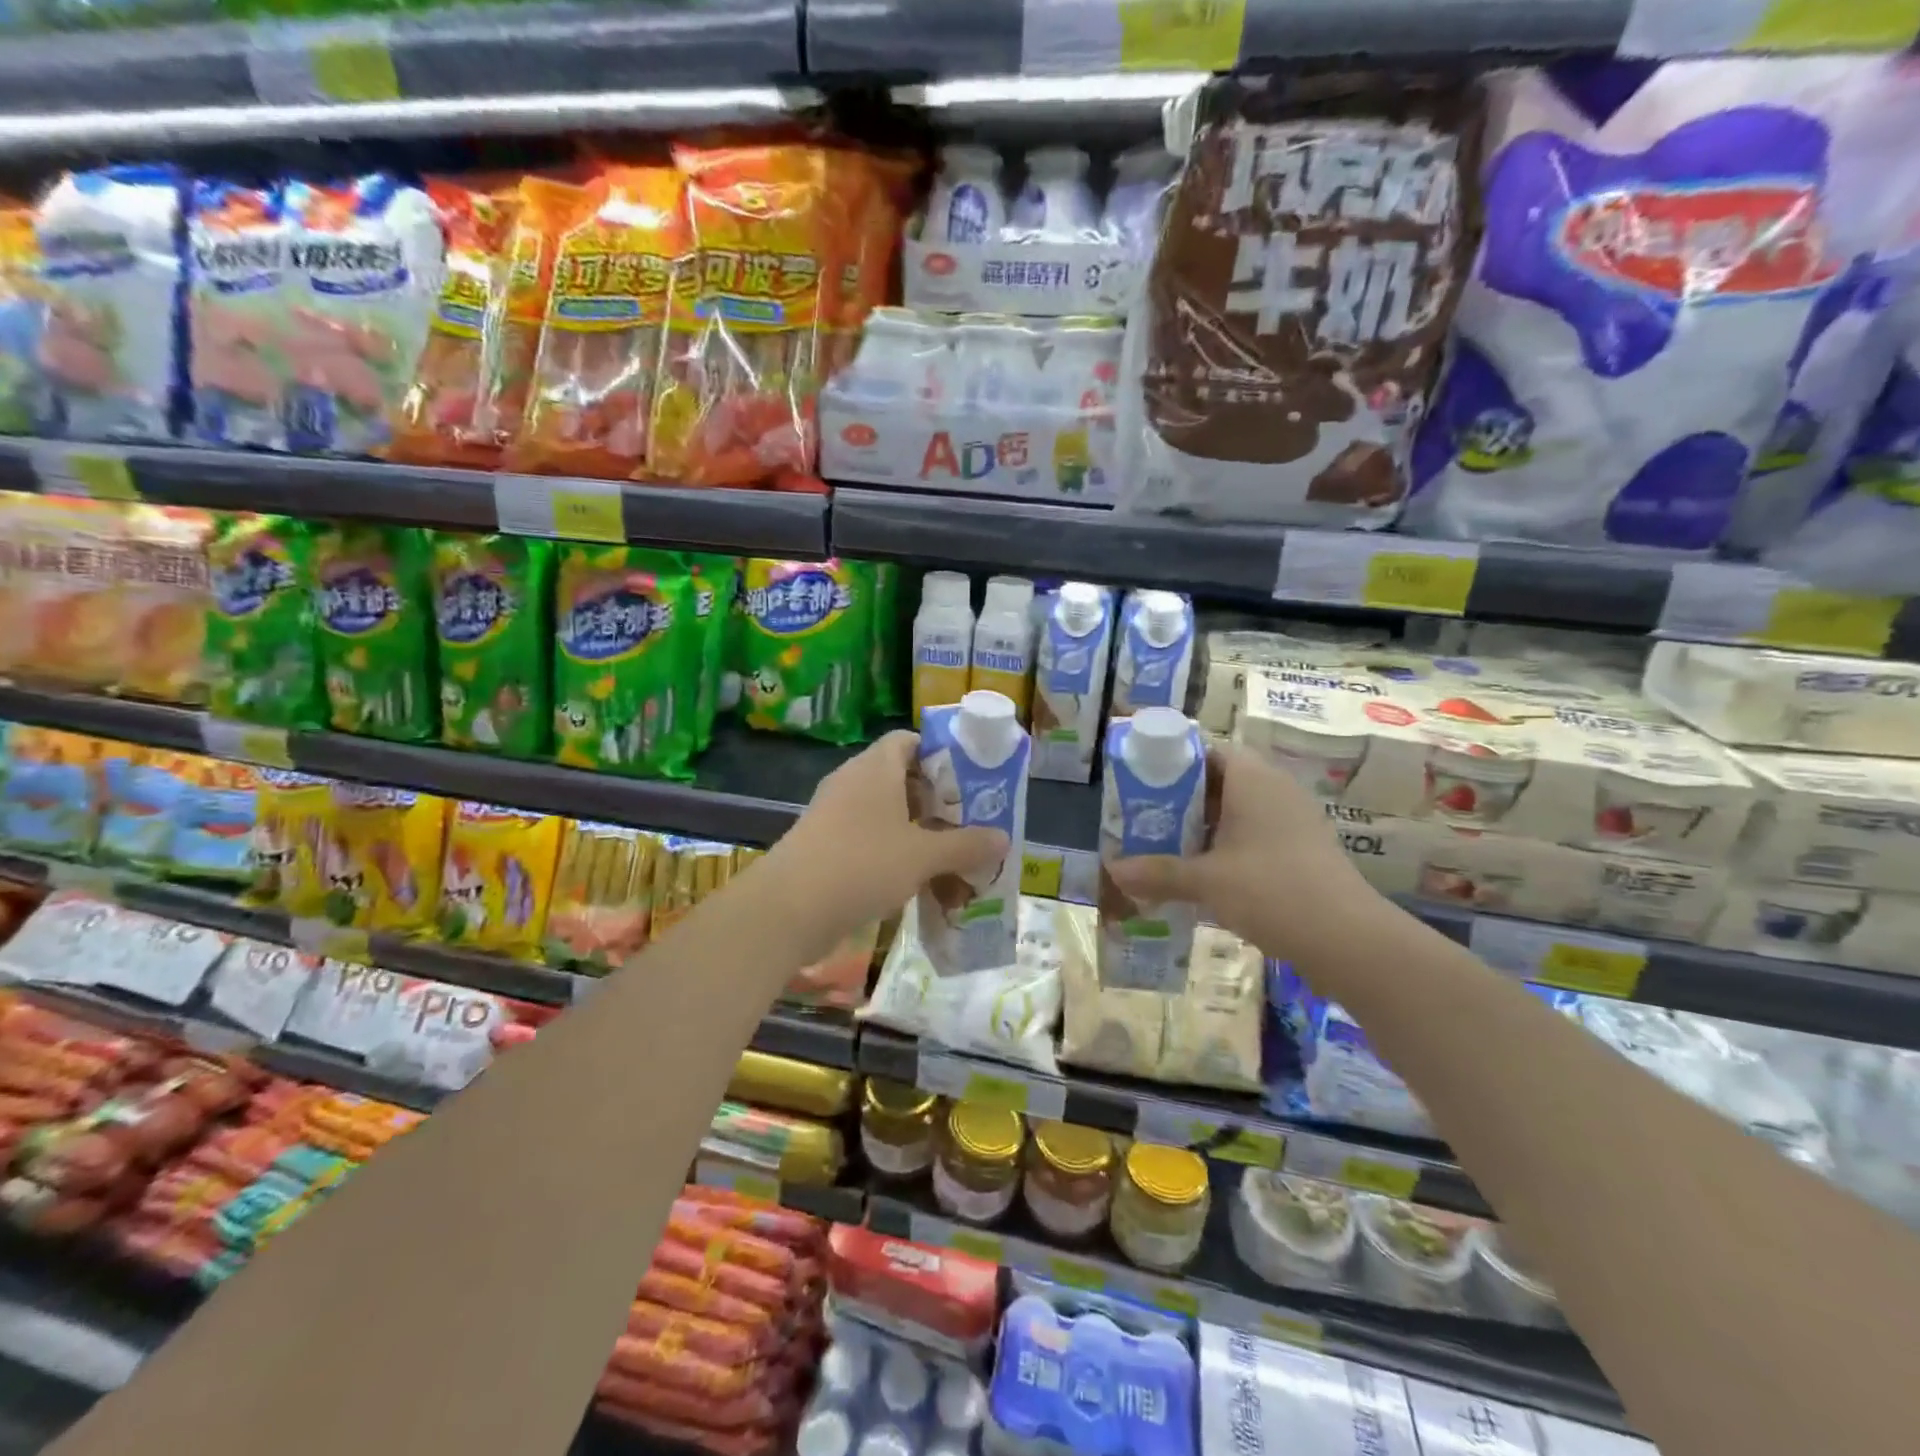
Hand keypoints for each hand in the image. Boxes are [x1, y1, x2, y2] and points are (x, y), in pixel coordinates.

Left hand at [760, 730, 1008, 963]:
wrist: (788, 909)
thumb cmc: (862, 865)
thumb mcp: (923, 856)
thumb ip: (965, 845)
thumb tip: (1003, 838)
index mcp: (875, 768)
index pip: (908, 740)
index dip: (940, 755)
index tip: (968, 781)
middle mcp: (852, 781)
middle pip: (900, 777)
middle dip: (934, 799)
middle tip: (966, 821)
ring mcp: (833, 813)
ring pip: (884, 811)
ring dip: (915, 829)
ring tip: (948, 853)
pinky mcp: (823, 843)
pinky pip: (866, 836)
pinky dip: (892, 851)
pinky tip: (914, 878)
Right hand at [1107, 743, 1369, 959]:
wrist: (1347, 939)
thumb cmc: (1270, 891)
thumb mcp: (1205, 881)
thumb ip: (1158, 872)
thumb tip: (1113, 870)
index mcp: (1252, 779)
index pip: (1207, 751)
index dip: (1173, 763)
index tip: (1143, 784)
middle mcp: (1275, 789)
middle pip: (1220, 781)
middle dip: (1182, 799)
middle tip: (1147, 818)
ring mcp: (1294, 819)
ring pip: (1239, 810)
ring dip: (1205, 826)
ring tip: (1168, 846)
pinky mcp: (1303, 849)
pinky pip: (1256, 834)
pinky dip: (1228, 846)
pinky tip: (1205, 874)